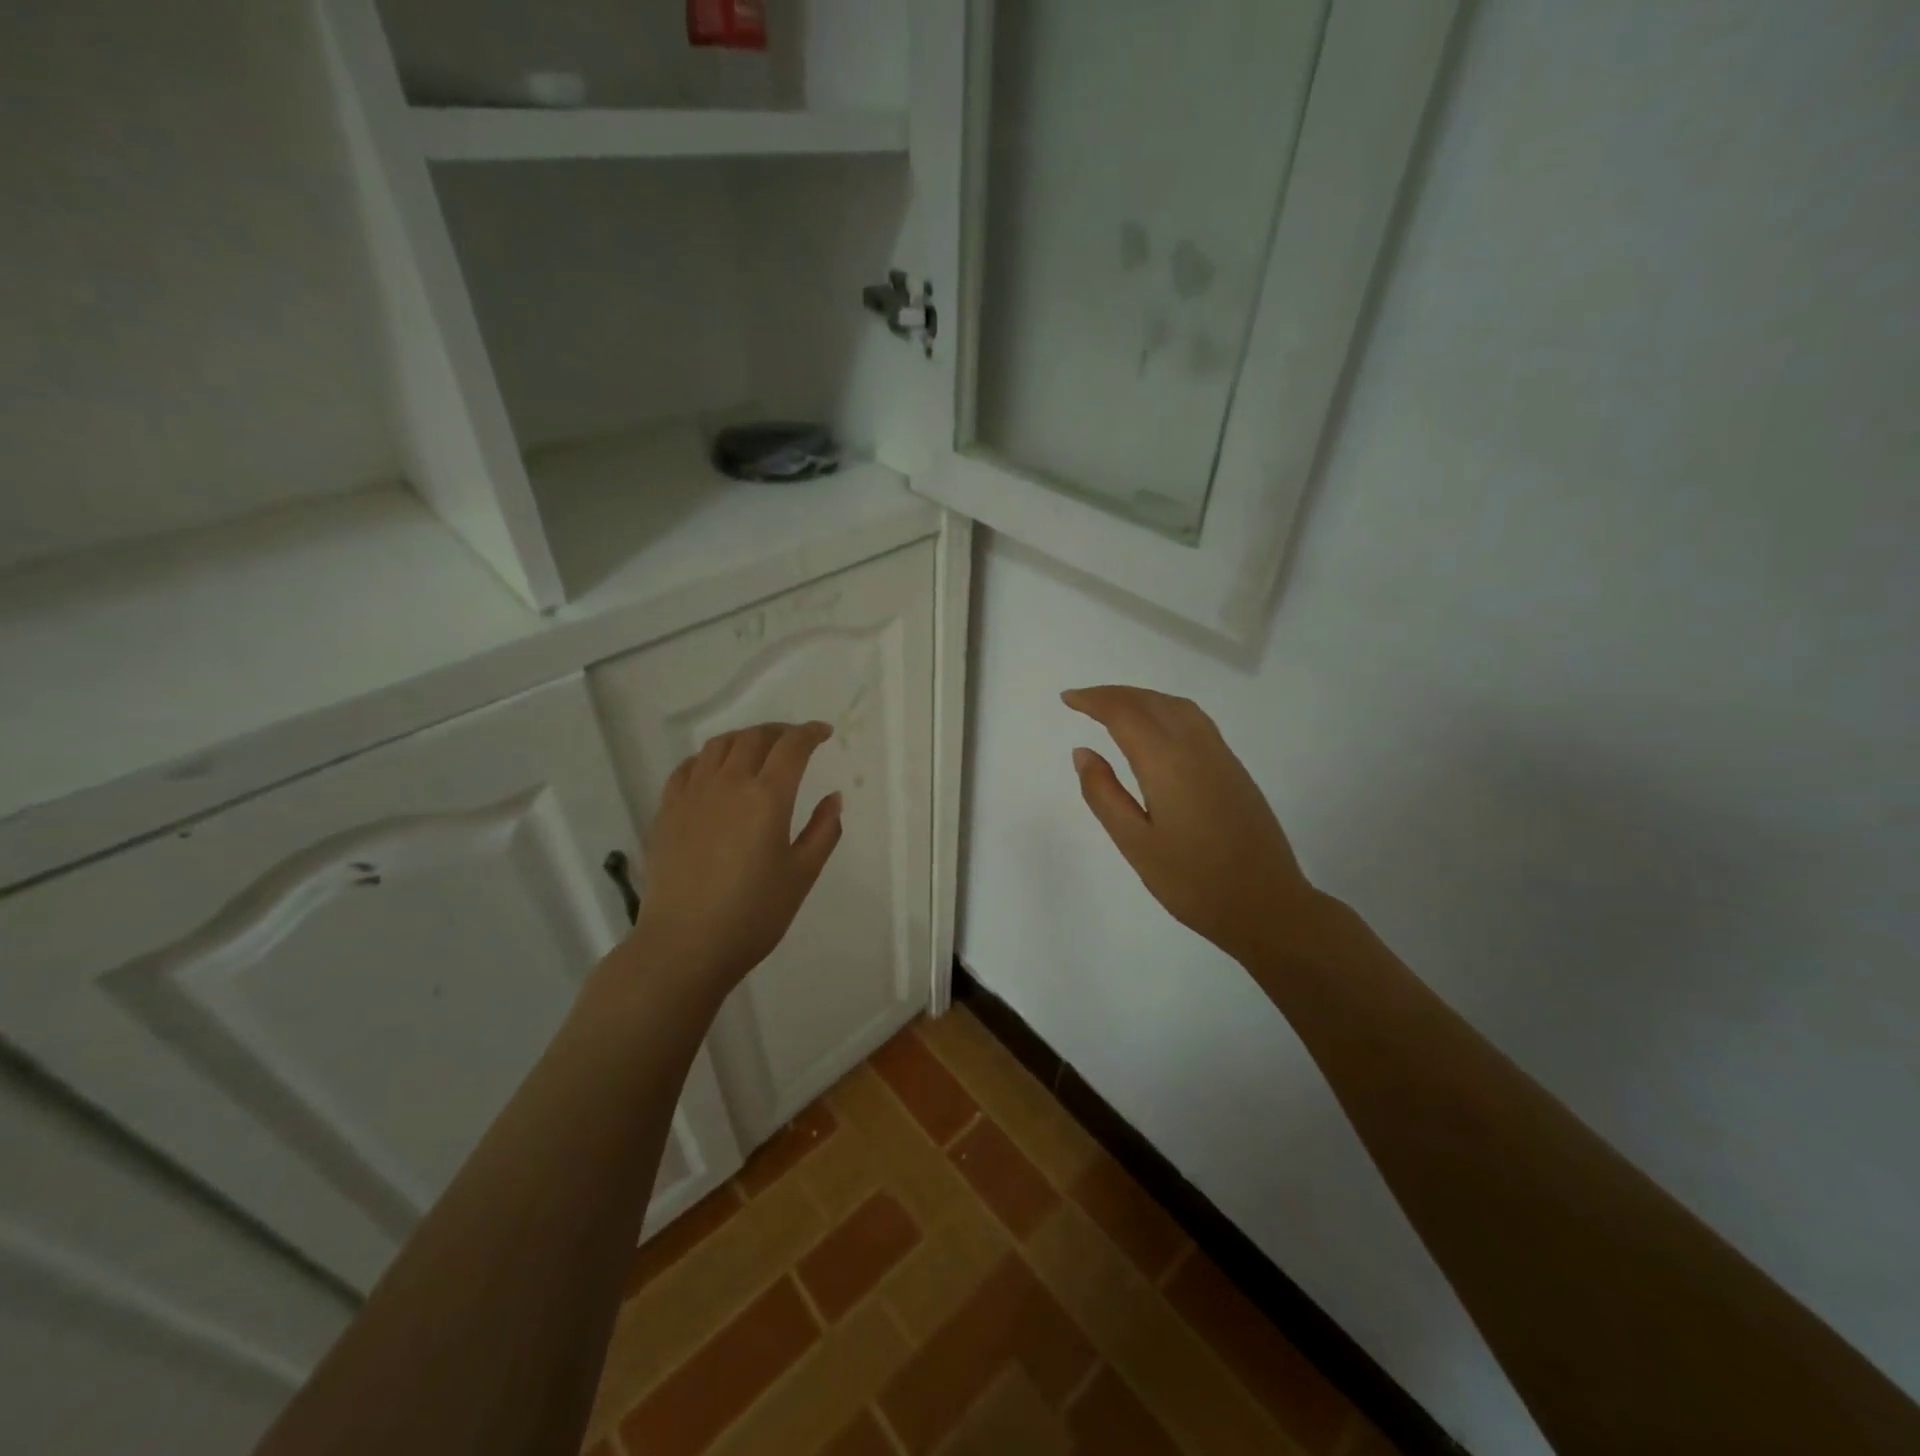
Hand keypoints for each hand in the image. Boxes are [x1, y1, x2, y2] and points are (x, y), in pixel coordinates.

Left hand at [628, 721, 842, 991]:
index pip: (792, 746)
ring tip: (757, 750)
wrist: (684, 946)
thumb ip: (823, 831)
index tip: (823, 733)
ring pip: (718, 746)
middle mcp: (728, 783)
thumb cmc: (753, 915)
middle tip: (794, 742)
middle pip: (754, 738)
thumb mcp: (802, 875)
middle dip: (779, 732)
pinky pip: (687, 768)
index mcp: (767, 796)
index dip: (810, 733)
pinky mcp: (667, 811)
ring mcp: (692, 795)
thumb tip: (833, 797)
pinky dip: (708, 758)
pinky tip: (714, 772)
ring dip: (744, 739)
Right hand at [1064, 686, 1318, 965]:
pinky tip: (1156, 730)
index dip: (1093, 700)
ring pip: (1177, 706)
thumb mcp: (1135, 843)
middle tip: (1083, 700)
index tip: (1067, 699)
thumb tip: (1082, 752)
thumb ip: (1104, 794)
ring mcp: (1221, 756)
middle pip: (1151, 701)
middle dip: (1114, 694)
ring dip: (1142, 698)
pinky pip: (1195, 720)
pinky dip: (1165, 709)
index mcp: (1167, 763)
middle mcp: (1196, 748)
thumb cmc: (1192, 882)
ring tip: (1115, 709)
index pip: (1125, 713)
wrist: (1267, 905)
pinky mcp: (1234, 770)